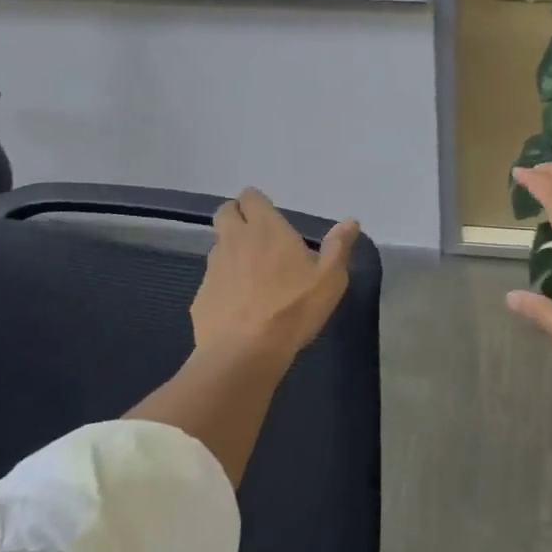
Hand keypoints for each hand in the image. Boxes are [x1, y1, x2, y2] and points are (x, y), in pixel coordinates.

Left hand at [193, 188, 359, 363]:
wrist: (244, 354)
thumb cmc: (293, 308)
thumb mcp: (330, 279)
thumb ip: (338, 247)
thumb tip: (350, 223)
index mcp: (265, 228)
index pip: (250, 197)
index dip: (257, 203)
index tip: (269, 216)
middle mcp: (234, 240)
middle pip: (225, 213)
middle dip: (237, 217)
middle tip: (256, 236)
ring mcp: (213, 269)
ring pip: (218, 247)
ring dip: (231, 252)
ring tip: (251, 274)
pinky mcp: (200, 298)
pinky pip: (212, 282)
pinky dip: (223, 286)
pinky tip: (239, 307)